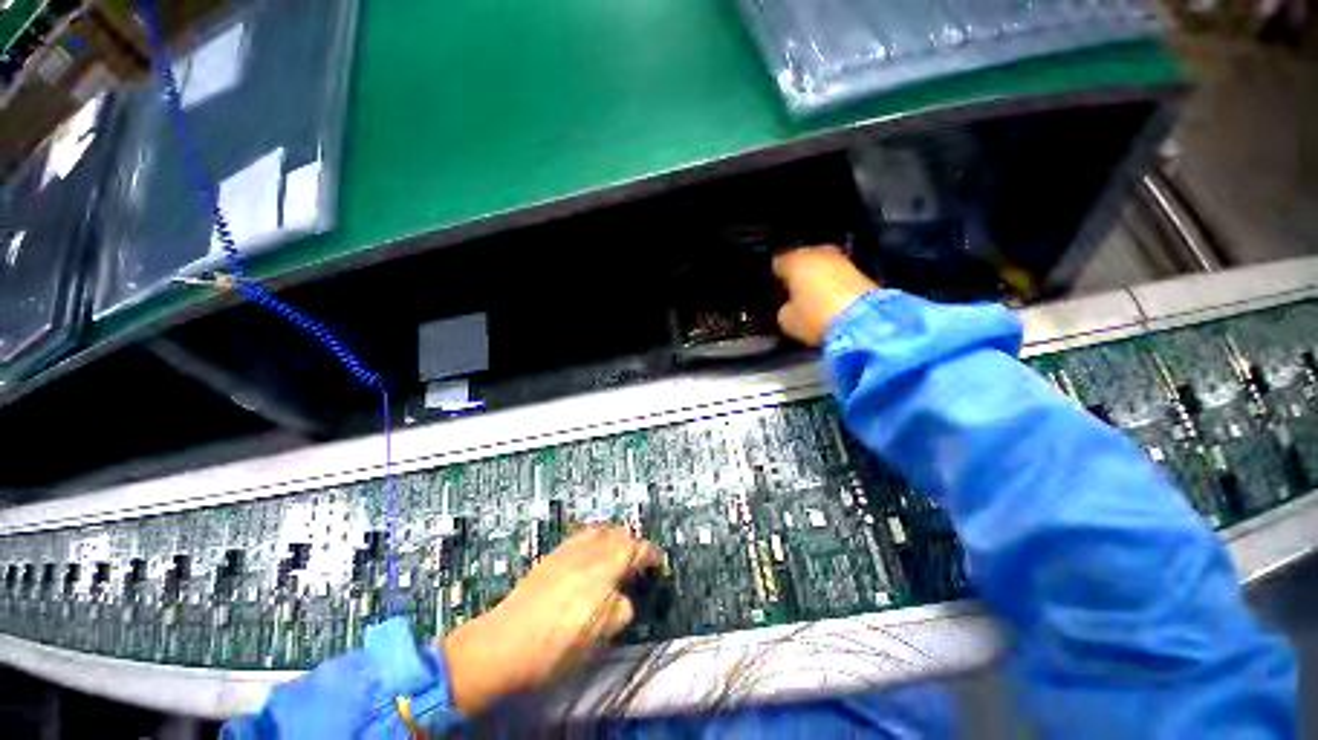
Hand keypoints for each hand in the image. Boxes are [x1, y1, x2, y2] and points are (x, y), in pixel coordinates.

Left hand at [442, 526, 661, 712]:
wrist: (502, 645)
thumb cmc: (555, 648)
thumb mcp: (598, 637)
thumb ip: (619, 610)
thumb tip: (625, 598)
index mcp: (603, 570)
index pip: (635, 550)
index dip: (650, 553)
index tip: (659, 561)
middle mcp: (587, 553)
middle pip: (618, 534)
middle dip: (634, 543)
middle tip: (640, 559)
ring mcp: (567, 551)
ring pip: (599, 530)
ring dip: (614, 537)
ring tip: (619, 551)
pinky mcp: (552, 556)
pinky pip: (581, 536)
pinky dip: (595, 538)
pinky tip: (592, 552)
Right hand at [772, 245, 880, 346]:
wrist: (863, 322)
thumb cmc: (815, 317)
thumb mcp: (787, 320)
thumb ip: (784, 308)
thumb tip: (789, 306)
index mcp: (794, 261)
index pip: (777, 263)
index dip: (775, 276)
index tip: (775, 288)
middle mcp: (817, 253)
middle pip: (802, 258)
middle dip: (798, 271)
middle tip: (793, 289)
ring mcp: (842, 260)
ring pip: (822, 264)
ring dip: (817, 275)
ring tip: (811, 294)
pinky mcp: (861, 272)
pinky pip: (838, 274)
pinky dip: (833, 282)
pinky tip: (829, 297)